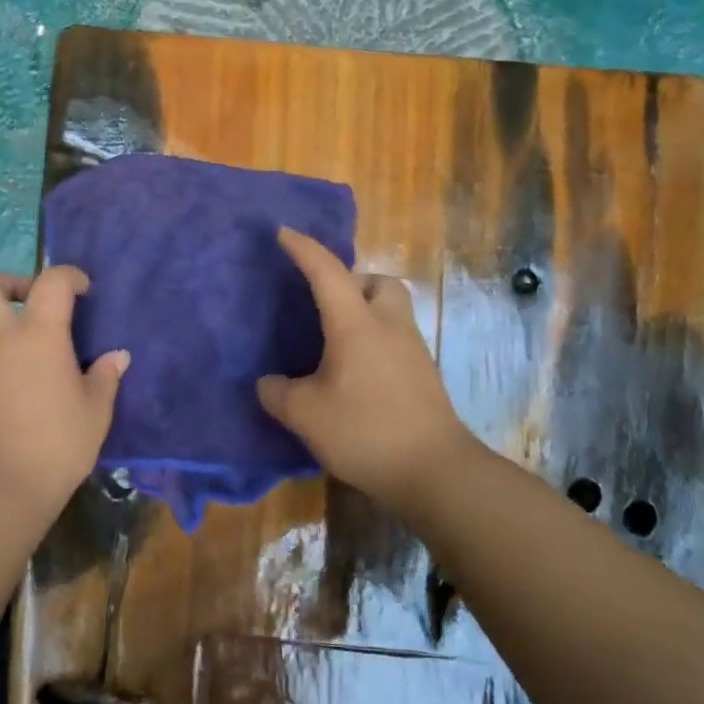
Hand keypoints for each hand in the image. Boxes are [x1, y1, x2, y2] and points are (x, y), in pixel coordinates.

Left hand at [0, 266, 128, 521]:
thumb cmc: (57, 445)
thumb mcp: (95, 411)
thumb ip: (105, 376)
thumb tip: (117, 356)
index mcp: (38, 333)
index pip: (52, 281)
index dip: (69, 276)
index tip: (83, 290)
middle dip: (10, 284)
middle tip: (31, 304)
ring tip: (14, 341)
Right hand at [257, 228, 474, 510]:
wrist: (435, 471)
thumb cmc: (365, 431)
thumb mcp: (305, 414)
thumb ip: (277, 393)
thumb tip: (269, 384)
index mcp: (356, 325)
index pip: (327, 273)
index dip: (304, 249)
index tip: (283, 233)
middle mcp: (388, 327)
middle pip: (378, 282)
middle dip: (351, 280)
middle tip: (324, 303)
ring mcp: (412, 351)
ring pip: (391, 309)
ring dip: (365, 310)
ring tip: (335, 340)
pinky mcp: (423, 376)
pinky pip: (395, 338)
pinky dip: (374, 340)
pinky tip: (353, 372)